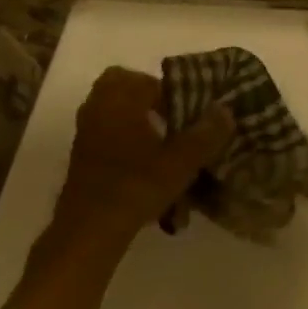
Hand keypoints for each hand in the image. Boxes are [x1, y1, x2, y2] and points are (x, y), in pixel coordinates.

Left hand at [51, 68, 232, 238]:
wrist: (90, 230)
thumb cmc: (136, 187)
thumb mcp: (181, 161)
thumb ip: (206, 133)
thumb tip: (226, 108)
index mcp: (120, 102)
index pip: (144, 78)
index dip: (169, 88)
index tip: (187, 106)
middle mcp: (98, 110)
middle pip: (119, 85)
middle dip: (146, 94)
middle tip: (172, 113)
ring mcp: (86, 133)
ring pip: (110, 107)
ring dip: (134, 114)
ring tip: (163, 137)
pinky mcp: (82, 155)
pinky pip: (105, 129)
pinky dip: (124, 133)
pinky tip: (145, 159)